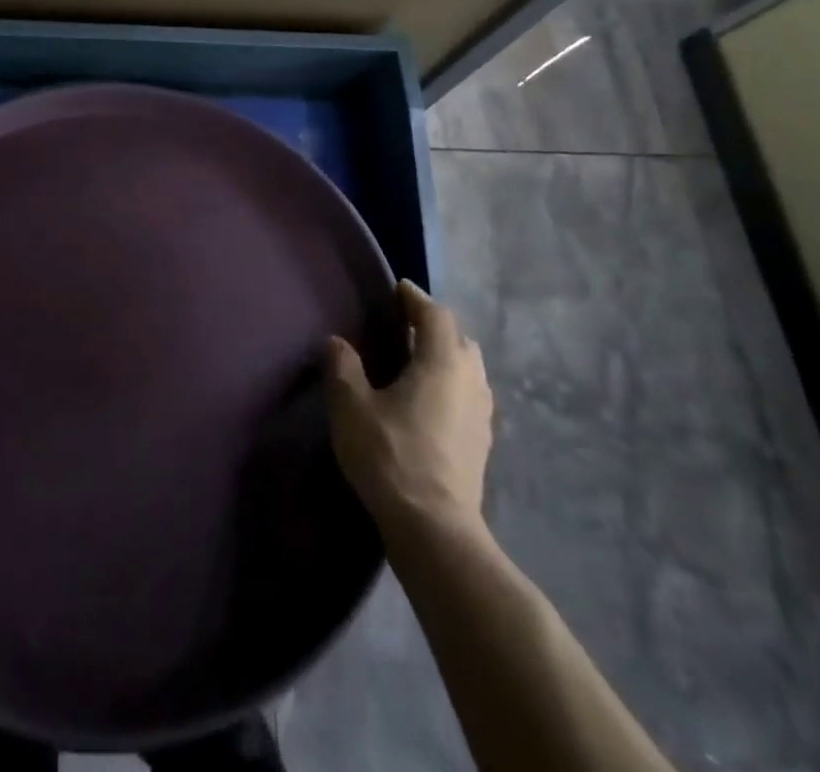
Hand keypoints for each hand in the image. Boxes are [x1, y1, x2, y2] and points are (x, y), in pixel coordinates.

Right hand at [326, 280, 493, 534]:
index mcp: (442, 362)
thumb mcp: (352, 407)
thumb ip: (343, 367)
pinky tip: (429, 403)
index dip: (416, 299)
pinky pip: (469, 396)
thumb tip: (337, 342)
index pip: (436, 314)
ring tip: (416, 363)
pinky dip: (451, 386)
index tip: (398, 290)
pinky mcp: (482, 443)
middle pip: (459, 339)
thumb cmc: (391, 456)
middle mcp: (470, 380)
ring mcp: (482, 414)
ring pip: (469, 370)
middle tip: (405, 327)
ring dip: (446, 358)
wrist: (435, 530)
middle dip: (434, 327)